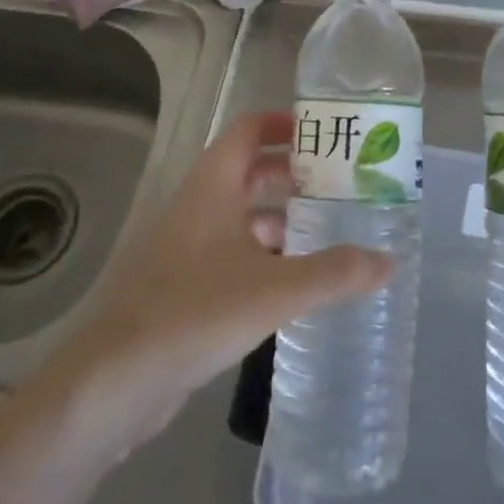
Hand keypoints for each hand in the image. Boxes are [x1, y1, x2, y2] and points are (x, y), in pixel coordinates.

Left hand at [54, 110, 391, 445]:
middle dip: (292, 171)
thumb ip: (334, 273)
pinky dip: (263, 255)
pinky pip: (231, 252)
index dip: (285, 123)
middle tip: (340, 183)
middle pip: (248, 169)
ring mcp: (186, 246)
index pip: (249, 129)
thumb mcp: (275, 289)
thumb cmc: (194, 311)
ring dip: (280, 216)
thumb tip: (389, 261)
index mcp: (213, 185)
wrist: (113, 380)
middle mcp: (198, 205)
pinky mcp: (182, 284)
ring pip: (240, 214)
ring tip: (327, 230)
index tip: (327, 133)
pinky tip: (292, 282)